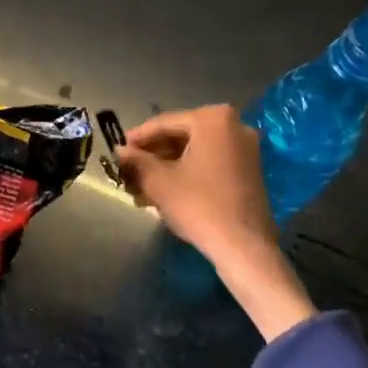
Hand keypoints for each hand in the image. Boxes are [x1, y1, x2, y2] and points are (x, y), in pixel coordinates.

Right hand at [118, 105, 314, 340]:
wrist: (244, 247)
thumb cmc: (199, 205)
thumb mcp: (159, 181)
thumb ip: (136, 160)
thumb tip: (120, 151)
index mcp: (213, 120)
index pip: (165, 123)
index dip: (138, 138)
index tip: (118, 149)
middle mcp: (234, 126)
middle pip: (181, 136)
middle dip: (153, 155)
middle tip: (129, 169)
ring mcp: (245, 149)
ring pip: (194, 152)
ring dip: (166, 167)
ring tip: (140, 186)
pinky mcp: (248, 171)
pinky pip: (209, 163)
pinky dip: (186, 173)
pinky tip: (163, 191)